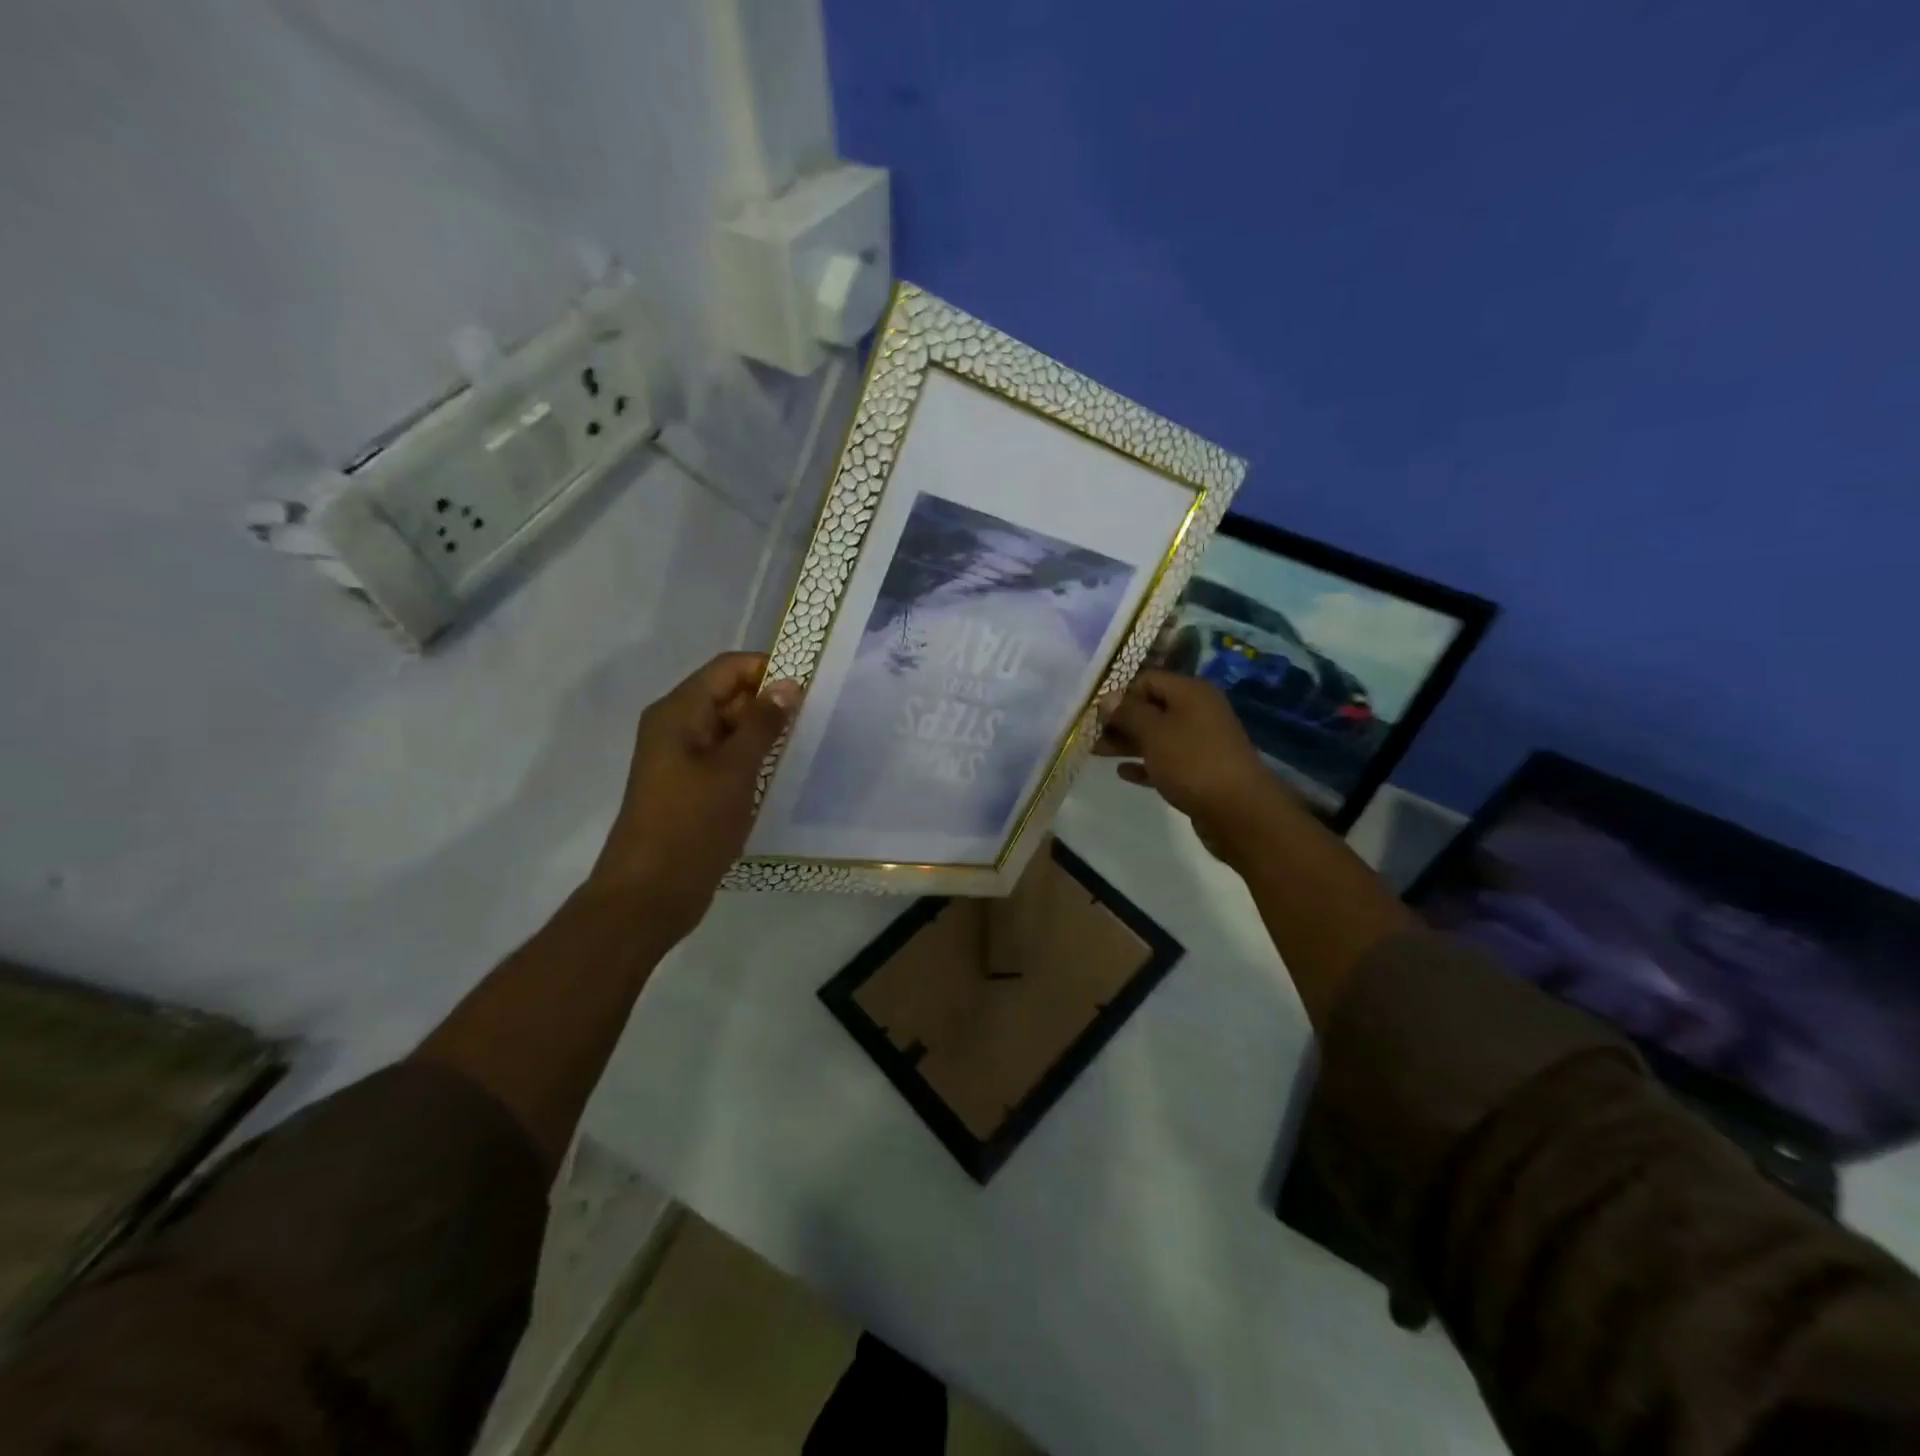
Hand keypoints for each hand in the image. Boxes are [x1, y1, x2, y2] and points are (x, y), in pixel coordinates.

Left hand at [589, 652, 800, 938]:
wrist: (651, 893)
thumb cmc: (691, 824)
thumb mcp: (734, 769)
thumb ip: (763, 724)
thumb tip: (787, 683)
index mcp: (679, 712)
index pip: (728, 668)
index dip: (768, 668)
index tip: (811, 683)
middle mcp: (677, 726)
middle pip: (729, 695)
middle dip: (770, 701)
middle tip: (817, 716)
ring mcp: (683, 758)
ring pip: (731, 729)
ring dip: (765, 733)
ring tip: (807, 742)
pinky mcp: (691, 786)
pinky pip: (726, 757)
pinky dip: (753, 758)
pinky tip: (782, 770)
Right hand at [1095, 669, 1296, 862]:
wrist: (1239, 811)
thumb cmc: (1192, 762)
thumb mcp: (1154, 732)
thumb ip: (1128, 713)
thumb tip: (1108, 697)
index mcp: (1191, 692)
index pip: (1147, 680)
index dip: (1120, 693)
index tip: (1094, 714)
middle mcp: (1198, 711)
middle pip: (1151, 708)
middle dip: (1120, 720)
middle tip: (1091, 735)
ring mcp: (1201, 742)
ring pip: (1157, 735)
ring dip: (1128, 742)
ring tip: (1097, 753)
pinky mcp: (1200, 770)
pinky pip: (1166, 760)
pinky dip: (1145, 764)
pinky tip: (1123, 773)